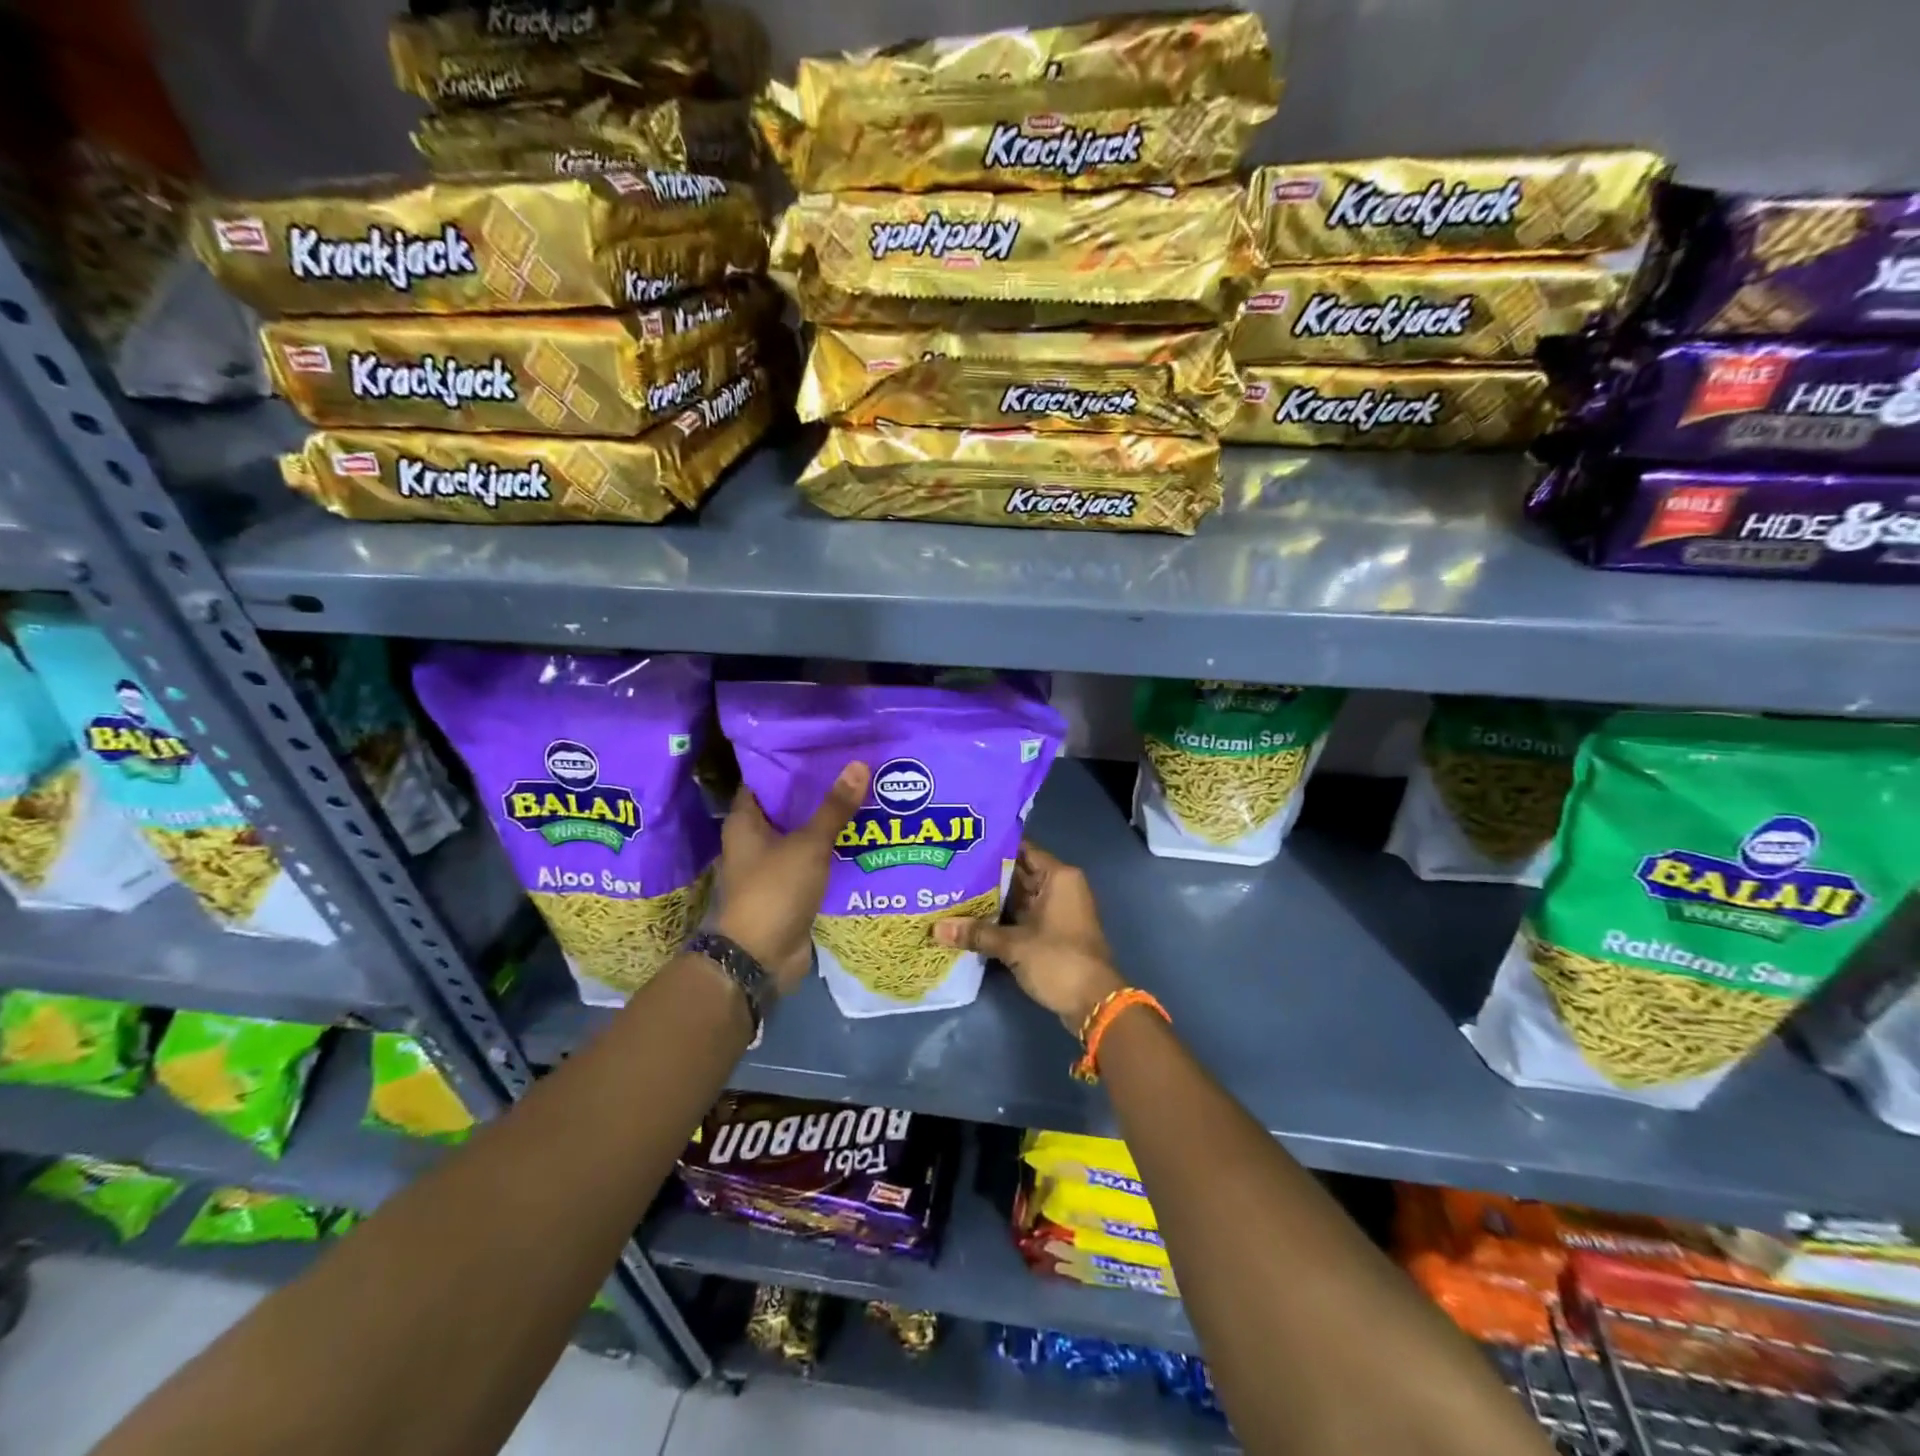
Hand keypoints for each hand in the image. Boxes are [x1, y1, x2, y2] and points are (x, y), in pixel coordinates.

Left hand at [712, 761, 868, 992]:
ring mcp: (771, 866)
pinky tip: (859, 836)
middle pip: (786, 806)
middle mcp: (753, 840)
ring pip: (801, 834)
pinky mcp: (789, 888)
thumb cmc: (774, 891)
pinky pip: (811, 860)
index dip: (789, 762)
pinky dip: (830, 850)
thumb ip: (834, 807)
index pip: (764, 779)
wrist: (760, 958)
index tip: (822, 747)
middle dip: (817, 790)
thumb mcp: (808, 845)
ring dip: (827, 821)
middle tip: (853, 768)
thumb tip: (858, 764)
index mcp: (745, 821)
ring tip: (864, 795)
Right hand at [935, 841, 1124, 1036]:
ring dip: (992, 899)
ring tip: (953, 891)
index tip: (963, 845)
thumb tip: (935, 928)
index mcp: (1058, 877)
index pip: (1022, 850)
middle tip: (950, 870)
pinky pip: (1022, 916)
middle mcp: (1059, 887)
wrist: (1094, 1003)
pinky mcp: (1051, 933)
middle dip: (986, 875)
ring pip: (1018, 897)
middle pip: (1018, 873)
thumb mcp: (1014, 945)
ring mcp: (1056, 911)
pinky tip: (971, 919)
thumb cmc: (1059, 960)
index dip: (993, 847)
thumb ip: (976, 933)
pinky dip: (1001, 918)